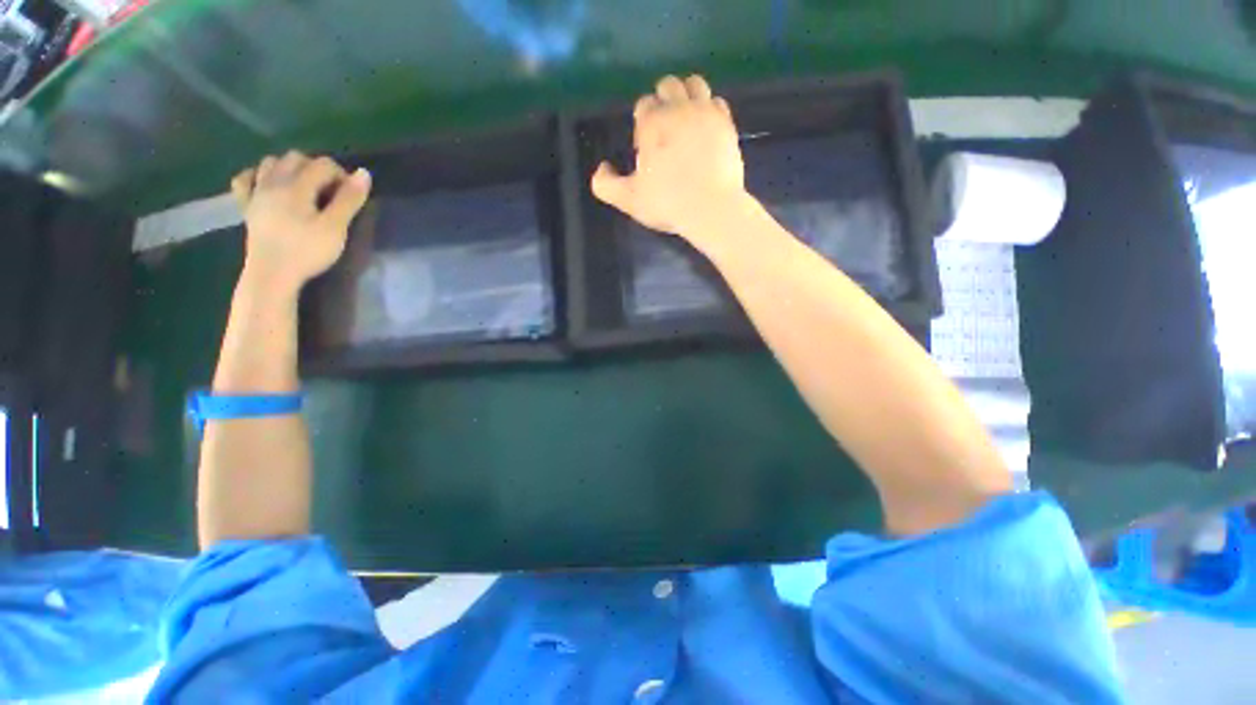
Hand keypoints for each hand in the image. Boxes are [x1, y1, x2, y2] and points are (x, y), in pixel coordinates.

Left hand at [230, 151, 371, 296]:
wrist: (272, 275)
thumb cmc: (308, 251)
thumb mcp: (336, 227)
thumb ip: (349, 199)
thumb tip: (364, 173)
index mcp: (297, 186)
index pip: (323, 164)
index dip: (341, 175)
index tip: (351, 196)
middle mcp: (273, 182)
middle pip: (296, 158)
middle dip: (316, 168)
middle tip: (330, 192)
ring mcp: (256, 193)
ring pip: (270, 163)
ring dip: (289, 168)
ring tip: (305, 188)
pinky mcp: (247, 207)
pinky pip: (245, 180)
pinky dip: (257, 176)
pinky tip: (267, 185)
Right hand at [590, 74, 749, 241]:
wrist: (711, 209)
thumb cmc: (668, 203)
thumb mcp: (629, 200)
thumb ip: (606, 184)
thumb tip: (602, 169)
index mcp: (652, 123)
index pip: (644, 104)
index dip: (642, 122)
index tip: (646, 146)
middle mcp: (679, 108)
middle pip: (668, 85)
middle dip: (662, 101)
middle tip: (664, 130)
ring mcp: (706, 113)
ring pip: (695, 84)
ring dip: (686, 95)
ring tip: (684, 120)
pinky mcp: (726, 124)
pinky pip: (716, 102)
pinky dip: (708, 109)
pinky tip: (704, 128)